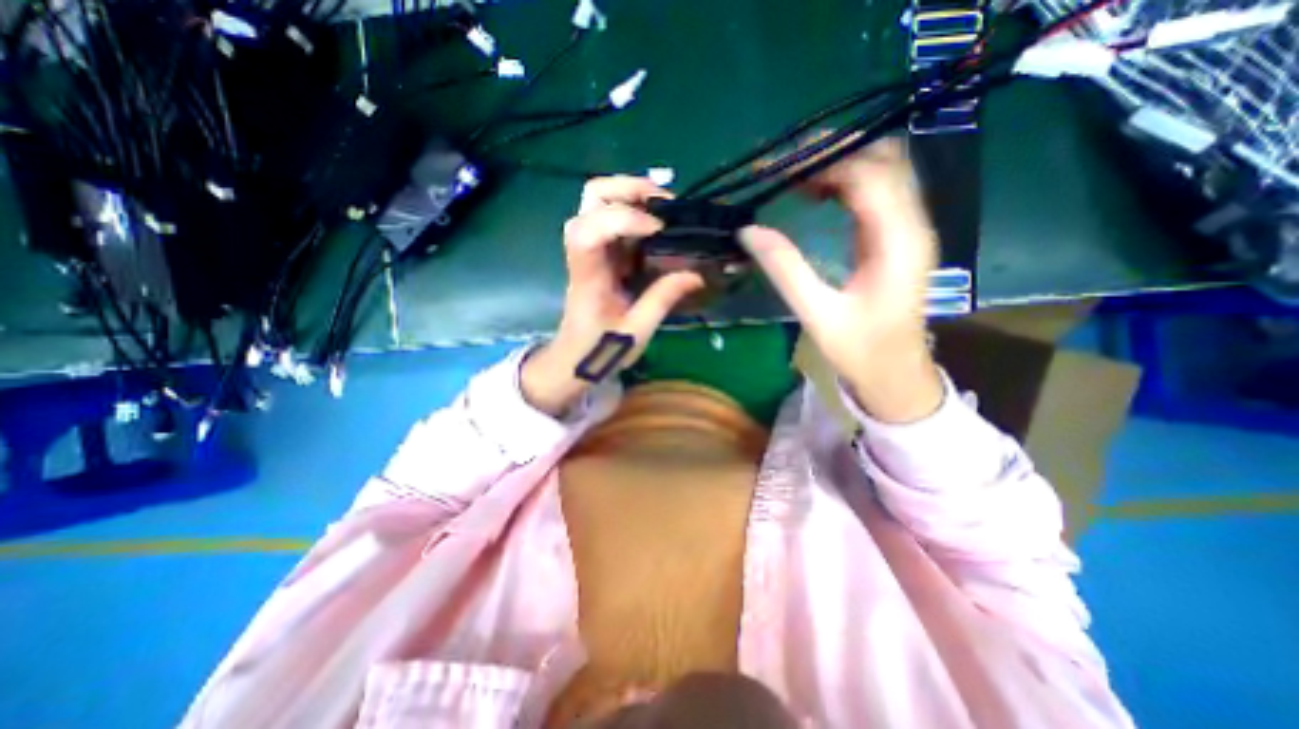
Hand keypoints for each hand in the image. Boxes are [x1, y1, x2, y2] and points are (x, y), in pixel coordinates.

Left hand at [520, 177, 704, 415]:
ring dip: (630, 194)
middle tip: (664, 202)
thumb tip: (696, 274)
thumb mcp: (636, 332)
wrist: (573, 358)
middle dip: (626, 189)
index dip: (621, 219)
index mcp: (588, 277)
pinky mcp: (600, 254)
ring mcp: (591, 250)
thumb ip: (662, 299)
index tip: (657, 229)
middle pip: (590, 199)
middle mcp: (584, 254)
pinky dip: (634, 209)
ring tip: (663, 207)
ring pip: (597, 201)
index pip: (589, 232)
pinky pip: (611, 217)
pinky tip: (657, 222)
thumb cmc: (599, 351)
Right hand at [740, 136, 945, 420]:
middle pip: (884, 161)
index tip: (779, 170)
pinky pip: (877, 193)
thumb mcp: (817, 313)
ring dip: (840, 166)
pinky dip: (846, 184)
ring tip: (795, 177)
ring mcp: (909, 229)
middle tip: (786, 167)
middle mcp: (913, 225)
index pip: (869, 176)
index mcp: (898, 243)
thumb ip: (785, 269)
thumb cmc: (860, 350)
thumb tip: (748, 230)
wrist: (896, 373)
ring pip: (883, 172)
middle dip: (834, 154)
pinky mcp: (898, 237)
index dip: (825, 163)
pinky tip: (817, 194)